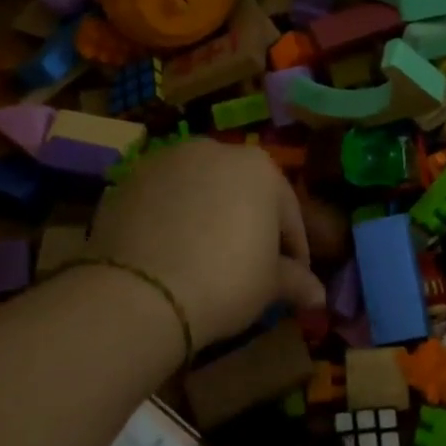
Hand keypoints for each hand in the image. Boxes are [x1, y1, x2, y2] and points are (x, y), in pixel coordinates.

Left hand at [89, 140, 324, 348]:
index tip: (293, 278)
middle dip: (247, 224)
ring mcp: (165, 160)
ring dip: (206, 217)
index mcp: (259, 168)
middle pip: (241, 192)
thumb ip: (296, 281)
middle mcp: (213, 150)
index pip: (287, 212)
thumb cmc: (225, 281)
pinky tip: (168, 254)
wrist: (140, 292)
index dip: (293, 249)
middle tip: (249, 266)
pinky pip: (161, 201)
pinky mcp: (126, 180)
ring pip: (198, 190)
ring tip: (203, 258)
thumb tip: (318, 296)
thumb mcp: (269, 285)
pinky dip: (169, 221)